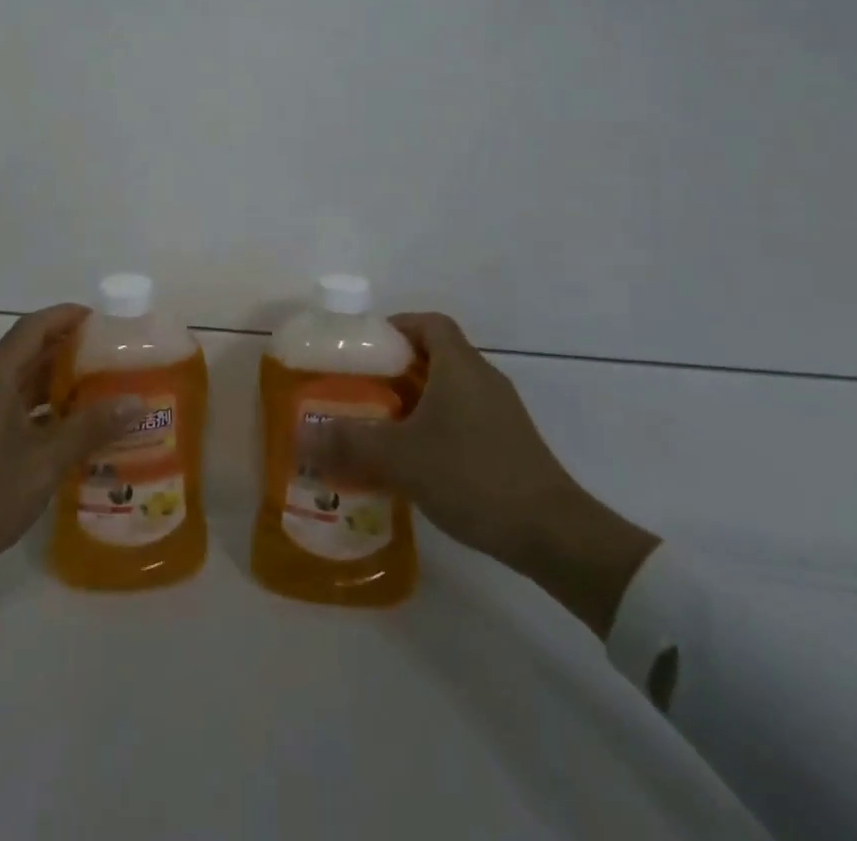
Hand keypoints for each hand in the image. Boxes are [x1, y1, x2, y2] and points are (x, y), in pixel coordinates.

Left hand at [0, 304, 140, 589]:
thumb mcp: (43, 462)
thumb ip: (90, 428)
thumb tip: (137, 401)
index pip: (36, 326)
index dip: (70, 316)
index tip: (108, 322)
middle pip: (34, 349)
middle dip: (75, 348)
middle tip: (119, 357)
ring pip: (29, 379)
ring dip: (65, 380)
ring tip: (109, 387)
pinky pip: (22, 405)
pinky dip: (51, 407)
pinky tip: (82, 426)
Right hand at [318, 311, 660, 638]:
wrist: (553, 534)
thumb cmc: (472, 476)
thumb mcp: (401, 459)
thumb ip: (350, 443)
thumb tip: (304, 435)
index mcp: (460, 367)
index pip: (429, 323)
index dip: (397, 325)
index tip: (366, 345)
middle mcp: (483, 380)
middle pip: (437, 355)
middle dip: (397, 367)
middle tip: (361, 387)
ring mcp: (501, 413)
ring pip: (450, 389)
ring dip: (415, 399)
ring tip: (379, 423)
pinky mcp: (509, 444)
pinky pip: (463, 418)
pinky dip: (435, 425)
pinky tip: (415, 458)